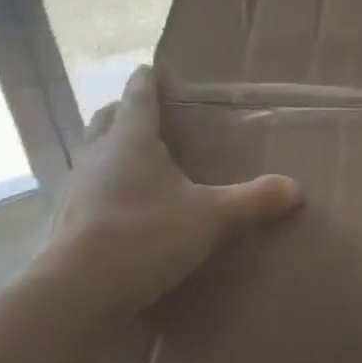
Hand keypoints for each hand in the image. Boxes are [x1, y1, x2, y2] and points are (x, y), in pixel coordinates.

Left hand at [44, 65, 301, 315]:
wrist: (76, 293)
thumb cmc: (145, 235)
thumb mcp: (212, 217)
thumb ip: (254, 199)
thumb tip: (296, 189)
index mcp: (131, 140)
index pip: (138, 96)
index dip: (147, 81)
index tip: (152, 69)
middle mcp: (98, 155)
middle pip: (106, 119)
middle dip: (125, 111)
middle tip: (149, 114)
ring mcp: (76, 189)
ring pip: (92, 153)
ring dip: (111, 148)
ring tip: (139, 158)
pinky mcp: (66, 221)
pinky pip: (87, 188)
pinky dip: (105, 185)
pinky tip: (124, 204)